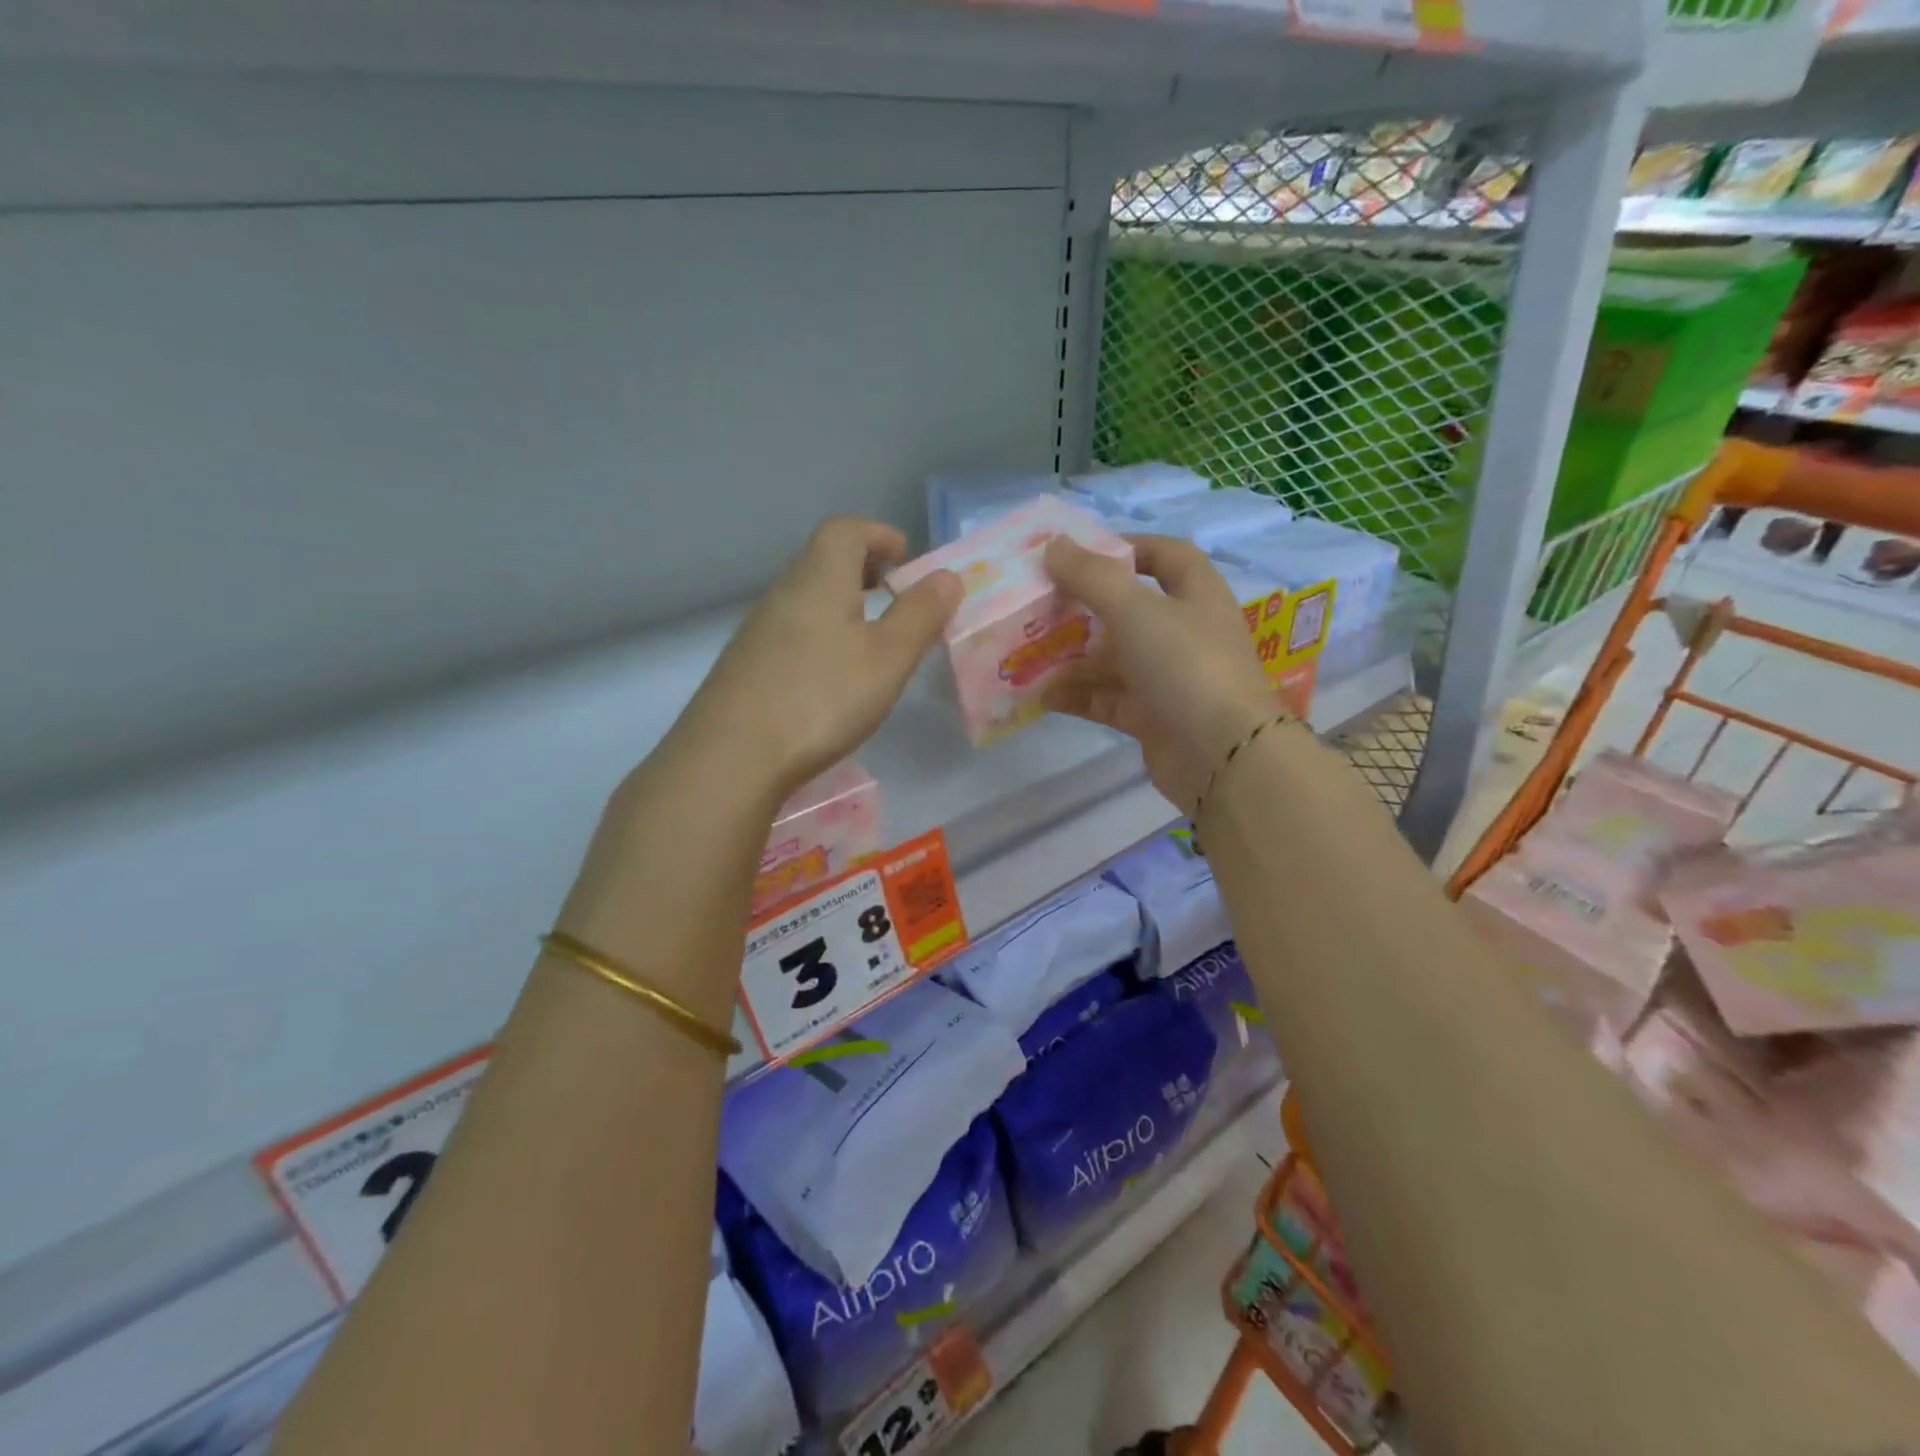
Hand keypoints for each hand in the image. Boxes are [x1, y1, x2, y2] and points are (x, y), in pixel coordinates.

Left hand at [681, 517, 960, 800]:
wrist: (731, 756)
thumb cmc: (821, 699)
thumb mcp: (887, 658)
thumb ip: (920, 615)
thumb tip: (947, 576)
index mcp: (819, 579)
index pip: (845, 530)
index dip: (879, 535)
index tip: (906, 559)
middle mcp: (783, 594)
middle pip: (823, 561)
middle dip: (863, 569)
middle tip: (894, 597)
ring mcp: (758, 631)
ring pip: (806, 598)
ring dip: (841, 605)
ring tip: (870, 641)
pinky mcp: (746, 666)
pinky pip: (791, 631)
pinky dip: (820, 636)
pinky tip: (831, 678)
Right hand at [1043, 533, 1278, 815]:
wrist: (1223, 756)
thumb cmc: (1185, 665)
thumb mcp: (1135, 610)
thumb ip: (1091, 576)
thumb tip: (1053, 544)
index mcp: (1196, 595)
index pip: (1166, 556)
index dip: (1127, 547)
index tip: (1080, 553)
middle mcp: (1185, 633)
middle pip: (1129, 610)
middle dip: (1084, 608)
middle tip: (1038, 606)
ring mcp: (1169, 678)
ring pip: (1113, 658)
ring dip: (1073, 656)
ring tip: (1027, 653)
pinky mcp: (1153, 718)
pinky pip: (1108, 699)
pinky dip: (1078, 695)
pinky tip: (1042, 696)